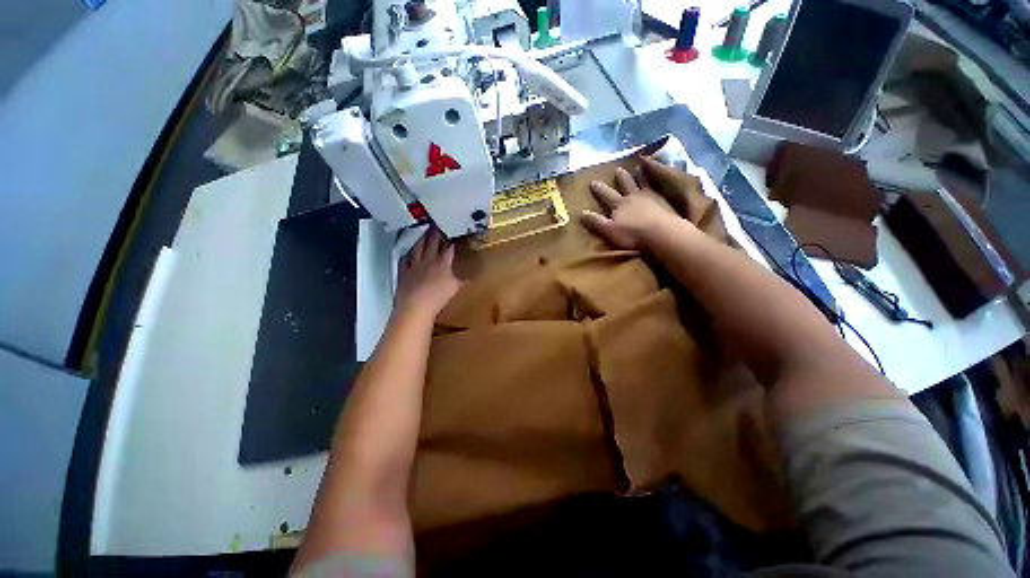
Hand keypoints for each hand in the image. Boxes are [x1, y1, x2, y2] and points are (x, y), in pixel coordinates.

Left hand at [395, 227, 461, 318]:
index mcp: (442, 263)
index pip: (448, 247)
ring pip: (418, 247)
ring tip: (423, 232)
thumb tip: (471, 278)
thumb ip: (463, 280)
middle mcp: (428, 260)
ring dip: (421, 239)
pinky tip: (408, 252)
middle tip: (437, 224)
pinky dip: (407, 254)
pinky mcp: (404, 272)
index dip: (451, 238)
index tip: (452, 231)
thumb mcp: (455, 288)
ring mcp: (414, 265)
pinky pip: (405, 259)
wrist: (415, 306)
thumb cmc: (438, 297)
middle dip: (436, 232)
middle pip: (432, 242)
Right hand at [580, 161, 684, 249]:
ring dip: (640, 175)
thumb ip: (595, 222)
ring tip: (639, 168)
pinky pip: (659, 187)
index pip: (605, 195)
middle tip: (618, 169)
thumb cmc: (632, 235)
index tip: (592, 181)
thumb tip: (580, 213)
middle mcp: (633, 197)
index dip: (599, 189)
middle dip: (620, 178)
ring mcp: (650, 197)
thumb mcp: (608, 230)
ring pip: (643, 182)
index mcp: (618, 205)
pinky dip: (657, 180)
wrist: (660, 233)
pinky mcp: (664, 201)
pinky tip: (659, 179)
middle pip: (625, 184)